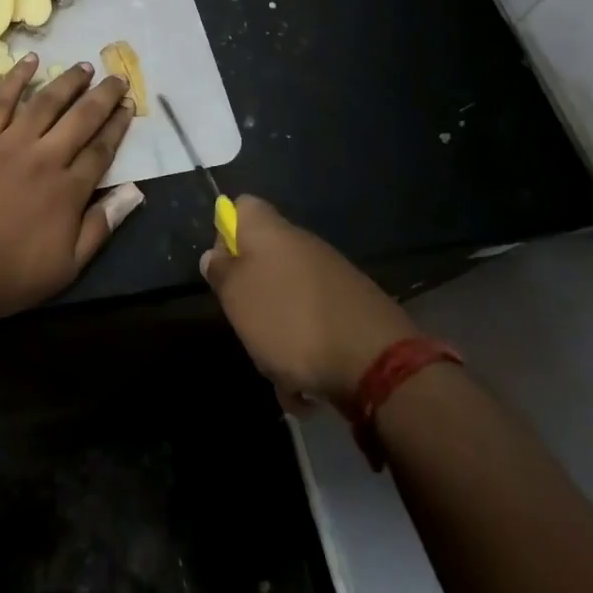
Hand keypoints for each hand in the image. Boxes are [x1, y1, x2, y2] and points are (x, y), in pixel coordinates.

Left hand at [0, 55, 135, 319]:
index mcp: (68, 190)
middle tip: (117, 77)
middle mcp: (44, 157)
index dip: (117, 127)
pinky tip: (30, 61)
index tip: (128, 107)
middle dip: (103, 96)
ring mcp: (9, 144)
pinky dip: (16, 77)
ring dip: (68, 82)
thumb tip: (134, 192)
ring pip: (46, 102)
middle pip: (81, 118)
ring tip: (84, 67)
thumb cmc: (7, 275)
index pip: (101, 150)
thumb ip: (101, 227)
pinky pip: (0, 101)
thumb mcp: (66, 267)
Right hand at [201, 196, 418, 409]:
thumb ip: (221, 271)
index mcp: (271, 231)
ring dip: (278, 334)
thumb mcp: (237, 297)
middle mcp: (303, 245)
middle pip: (264, 259)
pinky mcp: (354, 309)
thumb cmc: (290, 321)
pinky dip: (307, 352)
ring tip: (279, 371)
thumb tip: (215, 254)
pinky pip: (316, 324)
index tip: (224, 269)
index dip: (226, 232)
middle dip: (252, 297)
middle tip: (246, 326)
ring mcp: (332, 277)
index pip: (242, 207)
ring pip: (288, 299)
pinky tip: (308, 386)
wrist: (376, 363)